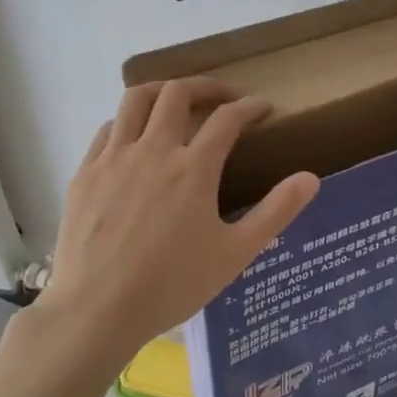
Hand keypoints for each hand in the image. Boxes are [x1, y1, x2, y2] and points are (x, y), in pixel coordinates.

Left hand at [41, 79, 318, 356]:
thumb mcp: (235, 253)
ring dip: (162, 90)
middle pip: (178, 93)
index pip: (228, 118)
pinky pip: (107, 129)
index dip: (250, 107)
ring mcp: (113, 158)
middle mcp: (153, 150)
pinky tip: (134, 139)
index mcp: (193, 168)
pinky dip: (127, 121)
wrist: (97, 310)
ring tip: (176, 102)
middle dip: (206, 86)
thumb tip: (310, 178)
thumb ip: (276, 212)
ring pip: (135, 99)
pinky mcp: (85, 173)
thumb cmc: (172, 285)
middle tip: (223, 97)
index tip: (263, 107)